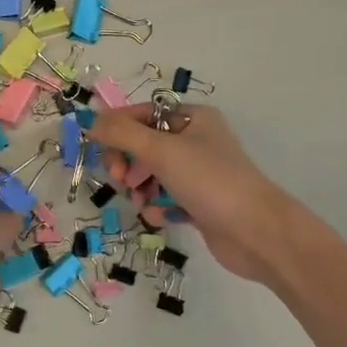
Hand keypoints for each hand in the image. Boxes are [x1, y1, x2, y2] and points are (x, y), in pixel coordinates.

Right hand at [87, 104, 301, 281]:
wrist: (256, 232)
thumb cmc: (209, 180)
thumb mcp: (160, 150)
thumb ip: (120, 134)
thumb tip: (90, 121)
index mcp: (193, 118)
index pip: (142, 114)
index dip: (117, 129)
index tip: (100, 149)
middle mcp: (196, 141)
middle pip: (143, 144)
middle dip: (128, 162)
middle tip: (122, 180)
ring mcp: (198, 174)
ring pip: (151, 174)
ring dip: (140, 187)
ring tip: (141, 201)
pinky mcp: (199, 203)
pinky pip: (165, 198)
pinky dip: (157, 206)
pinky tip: (160, 216)